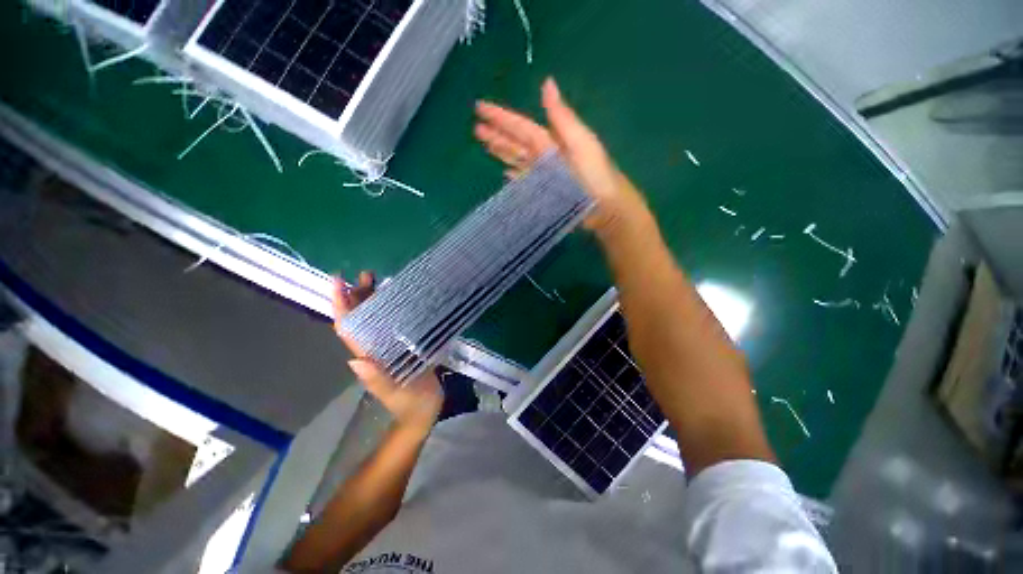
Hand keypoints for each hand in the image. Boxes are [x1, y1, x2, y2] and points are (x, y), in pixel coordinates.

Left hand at [333, 272, 443, 433]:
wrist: (422, 413)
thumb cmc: (411, 403)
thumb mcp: (396, 392)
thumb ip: (378, 379)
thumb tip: (354, 360)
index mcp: (369, 358)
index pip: (349, 328)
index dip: (341, 305)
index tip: (339, 281)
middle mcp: (374, 349)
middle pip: (359, 319)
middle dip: (356, 296)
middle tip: (365, 274)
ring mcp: (387, 348)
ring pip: (374, 320)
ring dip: (372, 299)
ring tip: (378, 279)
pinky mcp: (401, 348)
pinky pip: (391, 324)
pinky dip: (390, 308)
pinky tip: (400, 299)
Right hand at [474, 77, 645, 233]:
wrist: (606, 207)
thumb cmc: (596, 175)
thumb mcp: (581, 143)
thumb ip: (562, 118)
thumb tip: (547, 83)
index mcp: (552, 141)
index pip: (522, 127)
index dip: (501, 117)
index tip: (480, 108)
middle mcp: (546, 156)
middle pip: (516, 143)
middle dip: (497, 134)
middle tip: (475, 128)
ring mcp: (545, 175)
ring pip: (518, 160)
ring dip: (502, 152)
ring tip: (485, 144)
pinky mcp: (546, 191)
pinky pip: (525, 181)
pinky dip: (515, 177)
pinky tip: (505, 174)